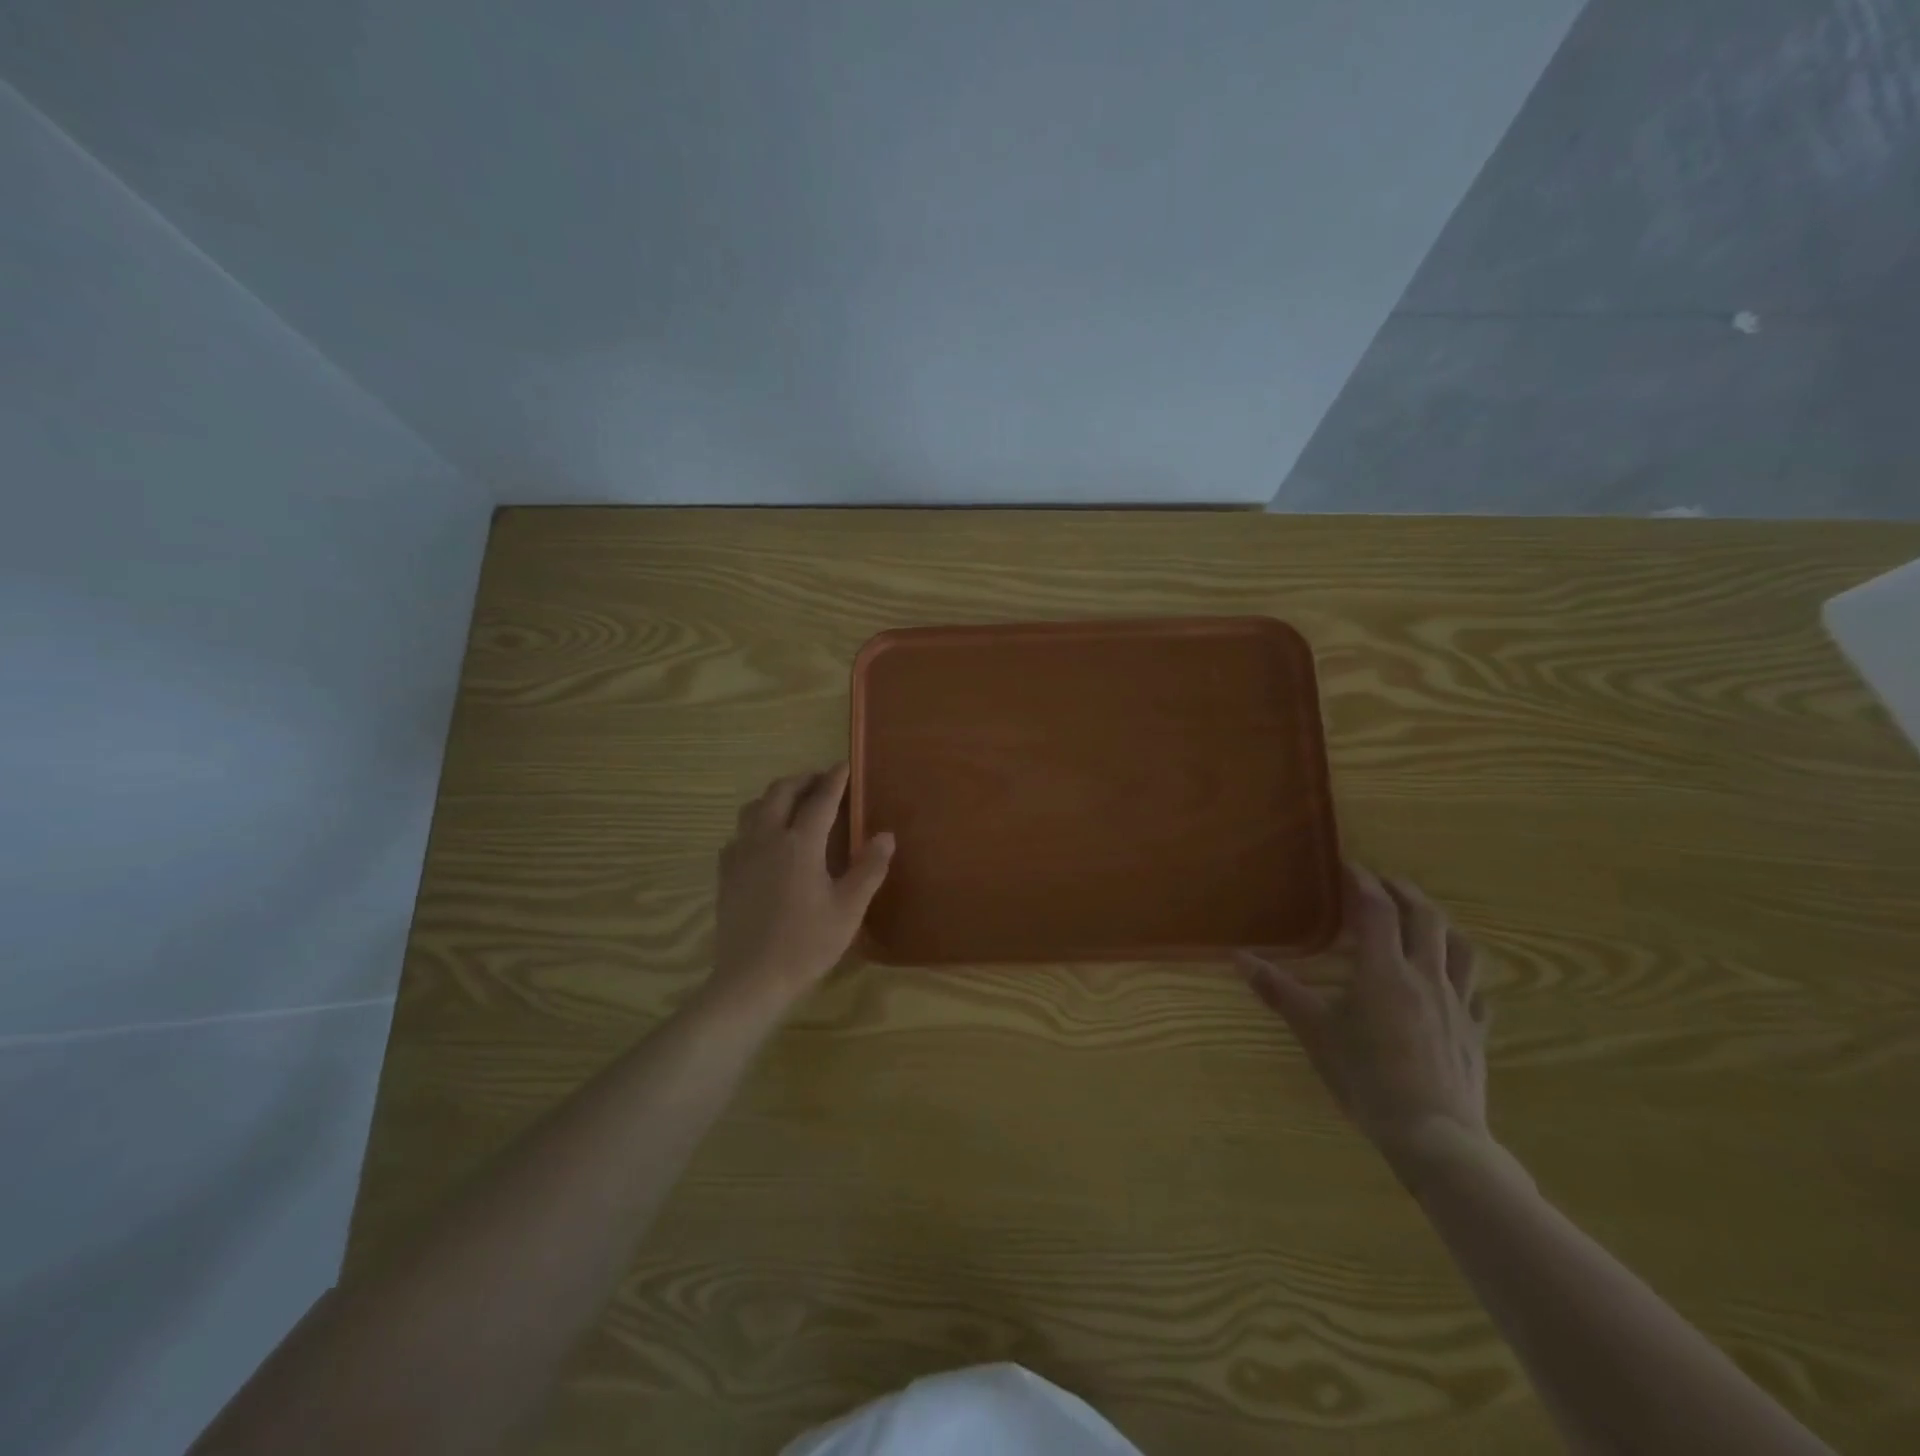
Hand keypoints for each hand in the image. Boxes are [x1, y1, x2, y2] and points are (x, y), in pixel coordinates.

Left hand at [711, 765, 893, 1013]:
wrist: (751, 979)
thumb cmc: (807, 943)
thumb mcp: (849, 908)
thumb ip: (870, 868)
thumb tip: (885, 834)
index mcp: (800, 844)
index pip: (821, 799)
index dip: (835, 780)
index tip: (845, 765)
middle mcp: (767, 838)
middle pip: (781, 792)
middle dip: (803, 780)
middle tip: (821, 780)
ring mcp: (741, 854)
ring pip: (754, 808)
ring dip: (775, 796)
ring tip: (793, 802)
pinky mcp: (726, 873)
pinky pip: (739, 833)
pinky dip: (755, 823)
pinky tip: (764, 839)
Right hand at [1237, 865, 1491, 1180]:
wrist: (1434, 1135)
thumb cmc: (1366, 1077)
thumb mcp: (1313, 1031)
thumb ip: (1278, 991)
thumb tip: (1237, 957)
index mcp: (1384, 970)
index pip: (1377, 909)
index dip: (1363, 881)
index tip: (1348, 866)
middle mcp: (1426, 976)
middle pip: (1426, 918)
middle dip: (1405, 892)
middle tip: (1384, 882)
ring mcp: (1458, 1004)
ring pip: (1461, 948)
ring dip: (1441, 924)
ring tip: (1423, 918)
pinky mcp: (1476, 1033)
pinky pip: (1477, 991)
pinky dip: (1462, 974)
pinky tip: (1452, 982)